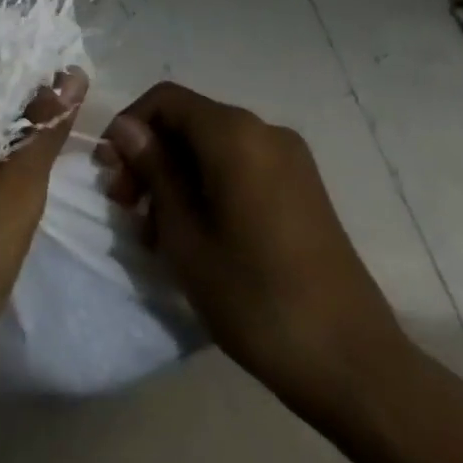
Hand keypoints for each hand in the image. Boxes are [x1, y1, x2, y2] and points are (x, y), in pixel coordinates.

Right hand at [101, 83, 414, 427]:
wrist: (351, 362)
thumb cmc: (253, 295)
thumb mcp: (185, 234)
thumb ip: (154, 170)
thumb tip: (127, 127)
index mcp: (233, 133)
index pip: (165, 100)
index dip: (130, 127)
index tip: (111, 174)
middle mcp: (264, 131)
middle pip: (190, 123)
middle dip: (151, 157)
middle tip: (127, 209)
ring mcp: (290, 160)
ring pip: (213, 148)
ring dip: (177, 178)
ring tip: (156, 234)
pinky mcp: (304, 189)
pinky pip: (241, 168)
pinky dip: (209, 187)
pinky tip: (197, 235)